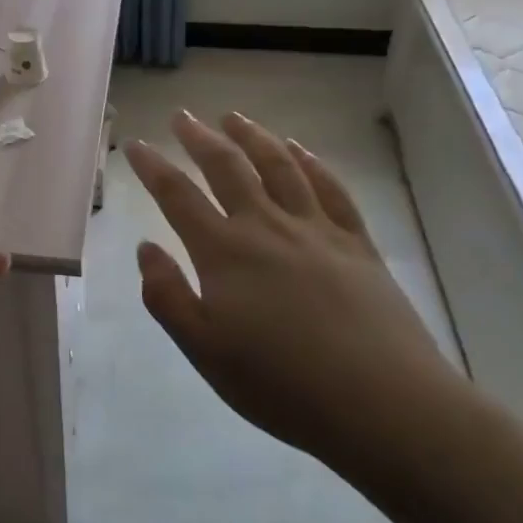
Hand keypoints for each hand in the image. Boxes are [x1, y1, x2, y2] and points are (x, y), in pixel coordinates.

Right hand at [125, 111, 459, 472]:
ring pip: (278, 166)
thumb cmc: (284, 385)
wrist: (385, 406)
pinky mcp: (357, 243)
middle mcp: (266, 226)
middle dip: (199, 138)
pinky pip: (331, 188)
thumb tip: (145, 247)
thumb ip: (167, 297)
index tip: (137, 145)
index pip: (178, 196)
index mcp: (224, 252)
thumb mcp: (206, 352)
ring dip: (252, 136)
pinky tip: (299, 150)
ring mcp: (316, 229)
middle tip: (182, 116)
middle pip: (227, 167)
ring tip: (234, 117)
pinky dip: (310, 162)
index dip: (153, 167)